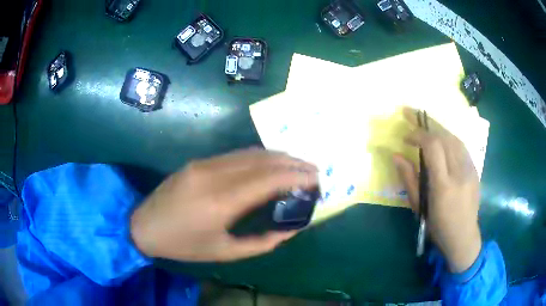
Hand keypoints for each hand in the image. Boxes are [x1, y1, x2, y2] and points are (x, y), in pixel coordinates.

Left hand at [130, 149, 317, 261]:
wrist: (145, 226)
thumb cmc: (184, 245)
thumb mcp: (224, 252)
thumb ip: (261, 243)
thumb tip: (289, 230)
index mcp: (221, 202)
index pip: (269, 179)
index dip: (297, 176)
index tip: (316, 178)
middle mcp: (215, 175)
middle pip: (263, 160)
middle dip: (293, 162)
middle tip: (313, 169)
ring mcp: (205, 164)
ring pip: (250, 153)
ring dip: (278, 156)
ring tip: (297, 164)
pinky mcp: (199, 162)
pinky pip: (235, 155)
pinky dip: (259, 157)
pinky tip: (269, 163)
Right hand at [393, 108, 481, 272]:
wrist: (464, 236)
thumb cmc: (438, 226)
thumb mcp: (419, 207)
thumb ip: (409, 179)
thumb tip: (396, 155)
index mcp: (443, 185)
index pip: (433, 147)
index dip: (418, 134)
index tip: (406, 135)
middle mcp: (459, 172)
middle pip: (445, 136)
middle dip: (426, 122)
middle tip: (410, 114)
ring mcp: (470, 169)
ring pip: (454, 137)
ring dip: (438, 128)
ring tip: (425, 125)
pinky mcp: (475, 169)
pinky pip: (461, 145)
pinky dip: (448, 137)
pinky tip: (441, 139)